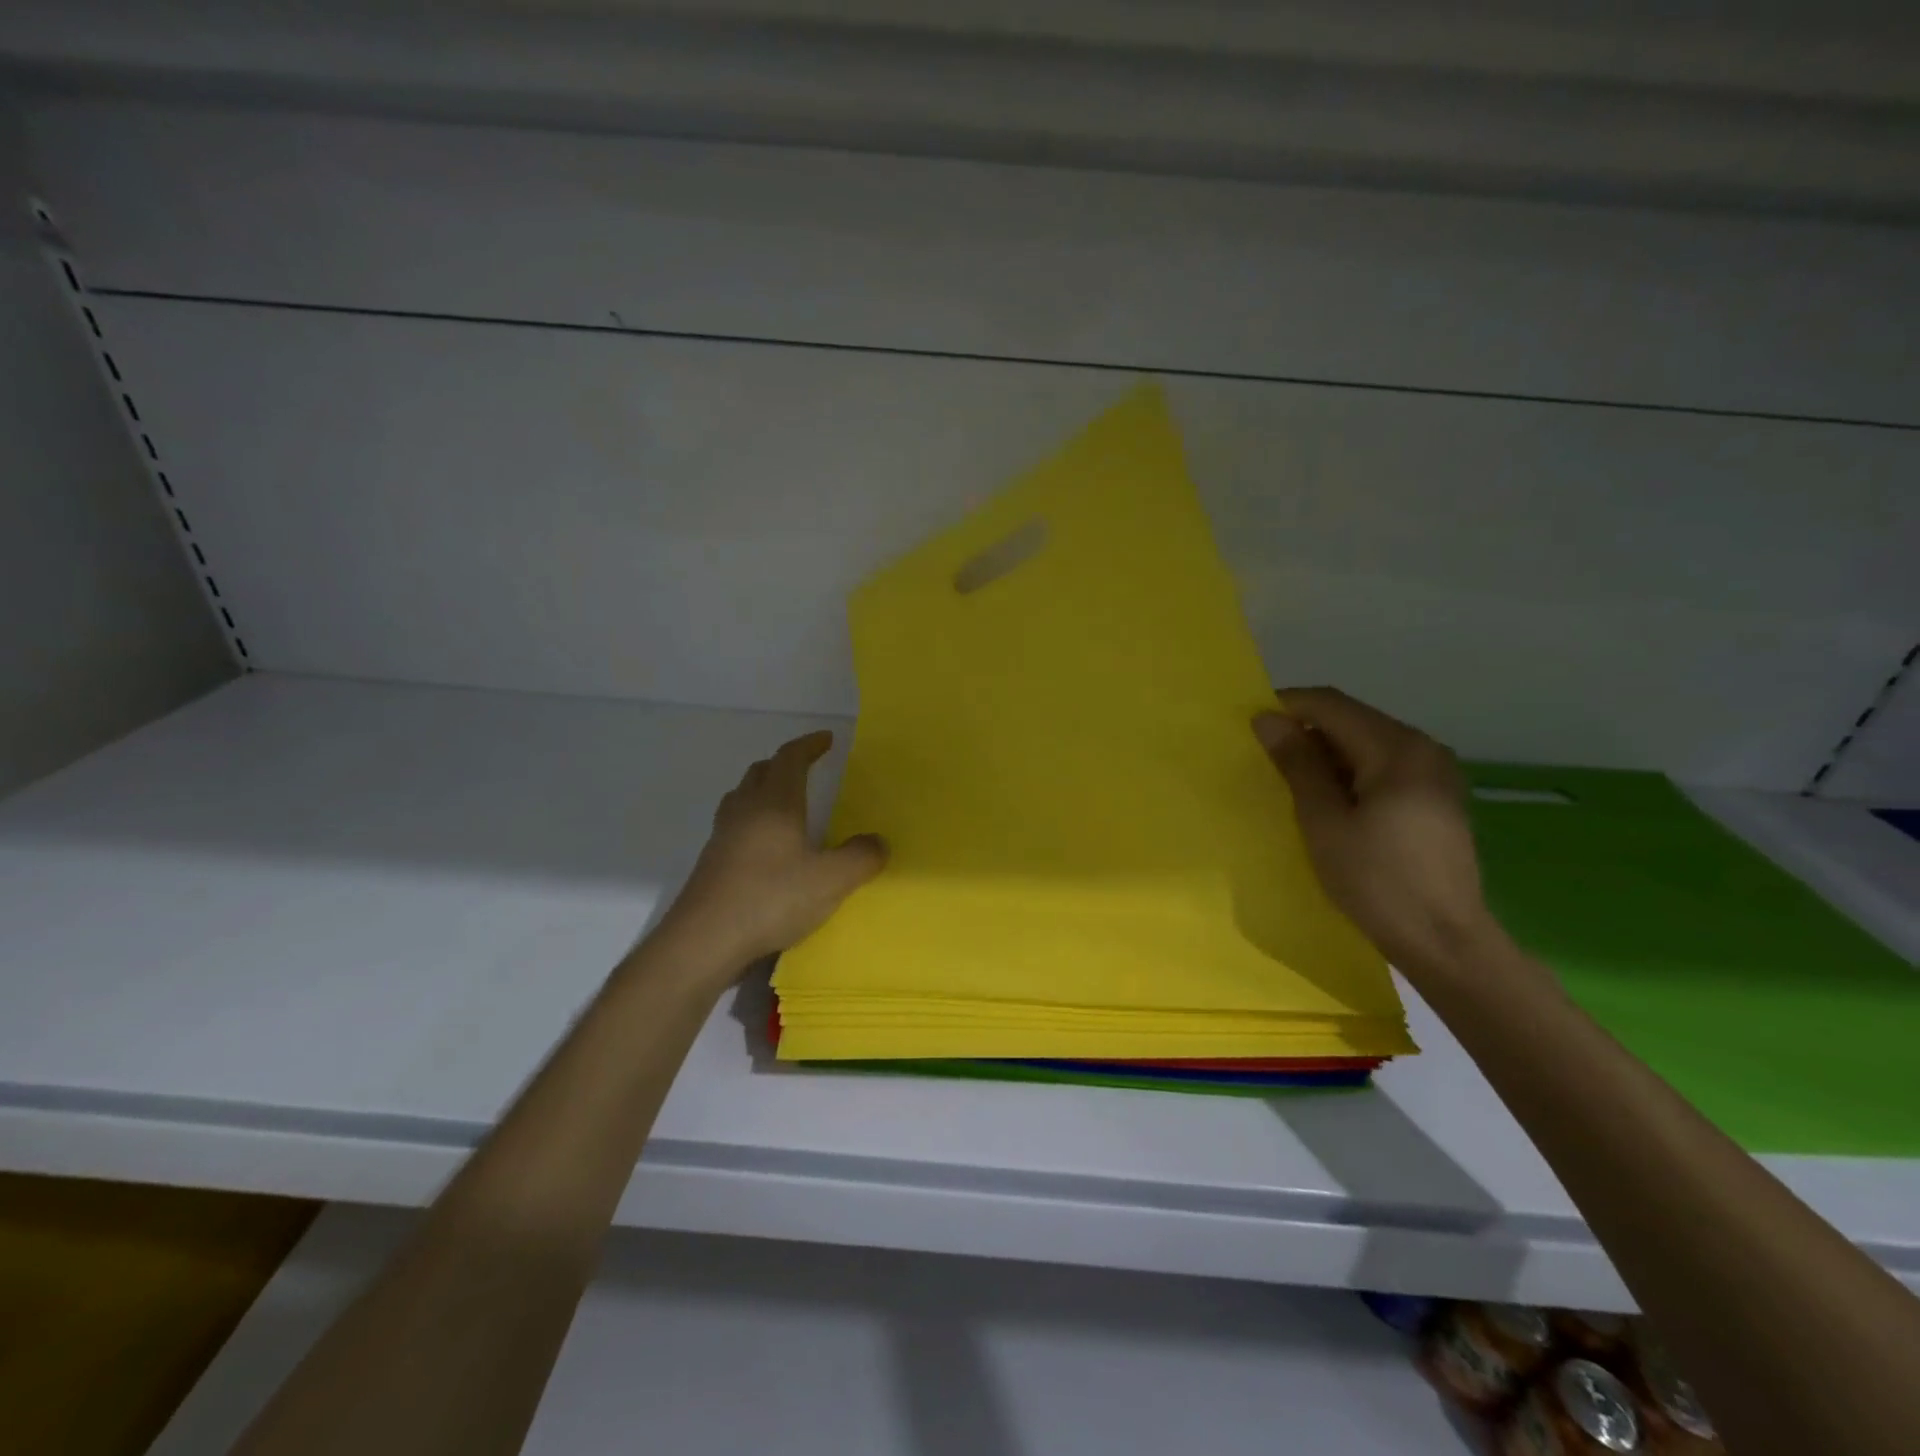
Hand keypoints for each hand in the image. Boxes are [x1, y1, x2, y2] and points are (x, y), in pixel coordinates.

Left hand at [662, 731, 886, 969]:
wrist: (704, 941)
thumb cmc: (771, 899)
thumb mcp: (831, 880)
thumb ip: (861, 857)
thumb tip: (877, 841)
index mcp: (775, 803)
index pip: (790, 758)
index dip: (809, 745)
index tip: (826, 739)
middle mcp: (745, 811)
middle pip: (761, 772)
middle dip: (784, 764)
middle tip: (806, 769)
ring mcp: (722, 836)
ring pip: (742, 797)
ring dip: (763, 790)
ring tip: (784, 804)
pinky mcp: (711, 863)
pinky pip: (734, 826)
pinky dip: (752, 822)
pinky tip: (765, 848)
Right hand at [1253, 687, 1500, 981]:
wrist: (1444, 940)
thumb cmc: (1376, 880)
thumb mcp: (1324, 821)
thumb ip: (1297, 764)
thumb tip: (1267, 719)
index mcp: (1397, 748)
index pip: (1332, 704)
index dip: (1287, 706)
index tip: (1249, 723)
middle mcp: (1423, 747)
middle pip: (1352, 719)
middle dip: (1306, 730)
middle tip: (1265, 756)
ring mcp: (1436, 772)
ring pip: (1367, 742)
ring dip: (1327, 753)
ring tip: (1291, 780)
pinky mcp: (1437, 796)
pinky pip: (1384, 765)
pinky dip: (1351, 771)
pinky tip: (1331, 800)